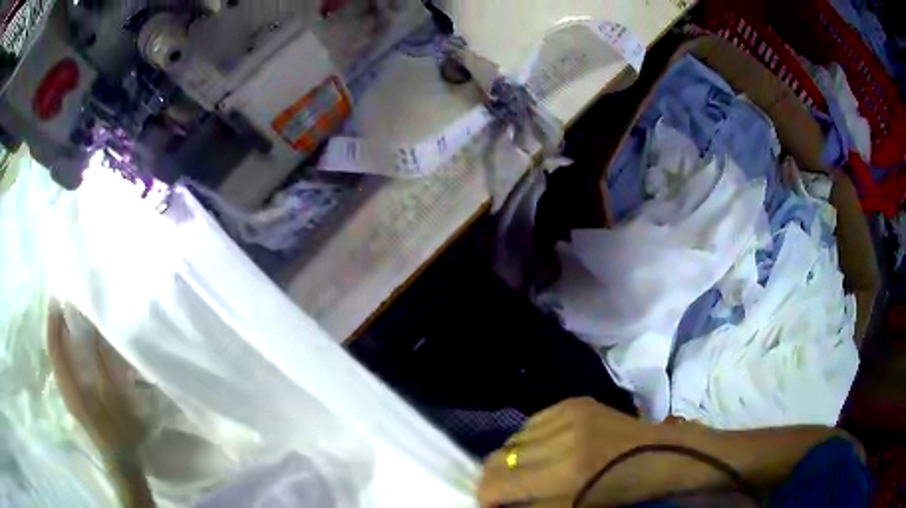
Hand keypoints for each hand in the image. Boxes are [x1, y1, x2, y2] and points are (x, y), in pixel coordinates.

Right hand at [479, 397, 656, 506]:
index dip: (485, 498)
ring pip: (512, 439)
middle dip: (494, 479)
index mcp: (569, 477)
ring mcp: (572, 416)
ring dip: (512, 459)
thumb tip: (499, 504)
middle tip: (504, 490)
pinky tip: (544, 449)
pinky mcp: (577, 402)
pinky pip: (532, 422)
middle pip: (499, 460)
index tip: (490, 504)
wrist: (662, 456)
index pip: (499, 486)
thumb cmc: (621, 492)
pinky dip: (529, 439)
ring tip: (528, 469)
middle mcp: (565, 442)